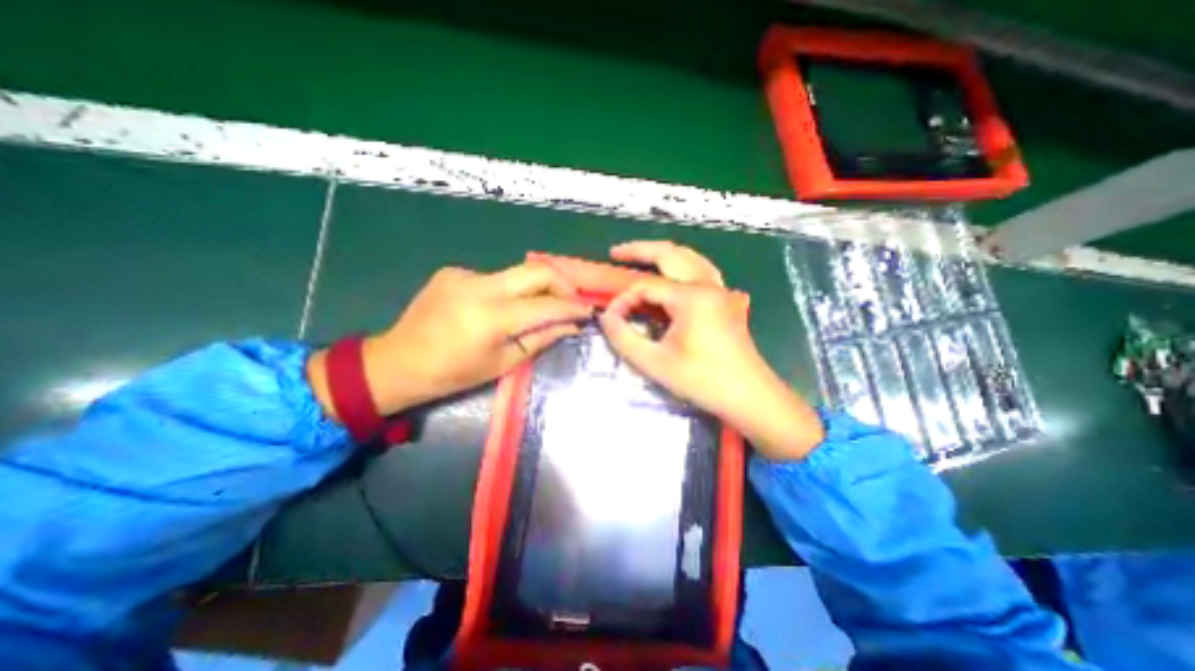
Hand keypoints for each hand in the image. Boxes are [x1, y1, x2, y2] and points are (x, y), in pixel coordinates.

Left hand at [308, 263, 587, 415]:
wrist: (396, 362)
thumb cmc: (452, 374)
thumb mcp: (502, 363)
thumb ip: (540, 339)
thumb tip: (571, 326)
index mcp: (492, 317)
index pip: (547, 305)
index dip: (573, 307)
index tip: (587, 312)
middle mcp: (481, 286)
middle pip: (538, 270)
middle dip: (563, 283)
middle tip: (572, 300)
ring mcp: (465, 274)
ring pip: (517, 273)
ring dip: (535, 288)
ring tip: (538, 308)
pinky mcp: (454, 271)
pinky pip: (495, 277)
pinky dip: (508, 291)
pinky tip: (498, 309)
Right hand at [596, 241, 822, 460]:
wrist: (750, 397)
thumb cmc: (703, 381)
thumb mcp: (655, 363)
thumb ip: (623, 337)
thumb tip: (606, 317)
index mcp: (691, 297)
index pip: (646, 286)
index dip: (623, 300)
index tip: (610, 319)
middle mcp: (708, 285)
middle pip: (670, 255)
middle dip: (640, 250)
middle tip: (615, 253)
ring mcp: (721, 291)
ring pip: (689, 258)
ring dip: (663, 254)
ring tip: (641, 256)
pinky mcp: (726, 301)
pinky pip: (702, 271)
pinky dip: (682, 265)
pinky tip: (673, 273)